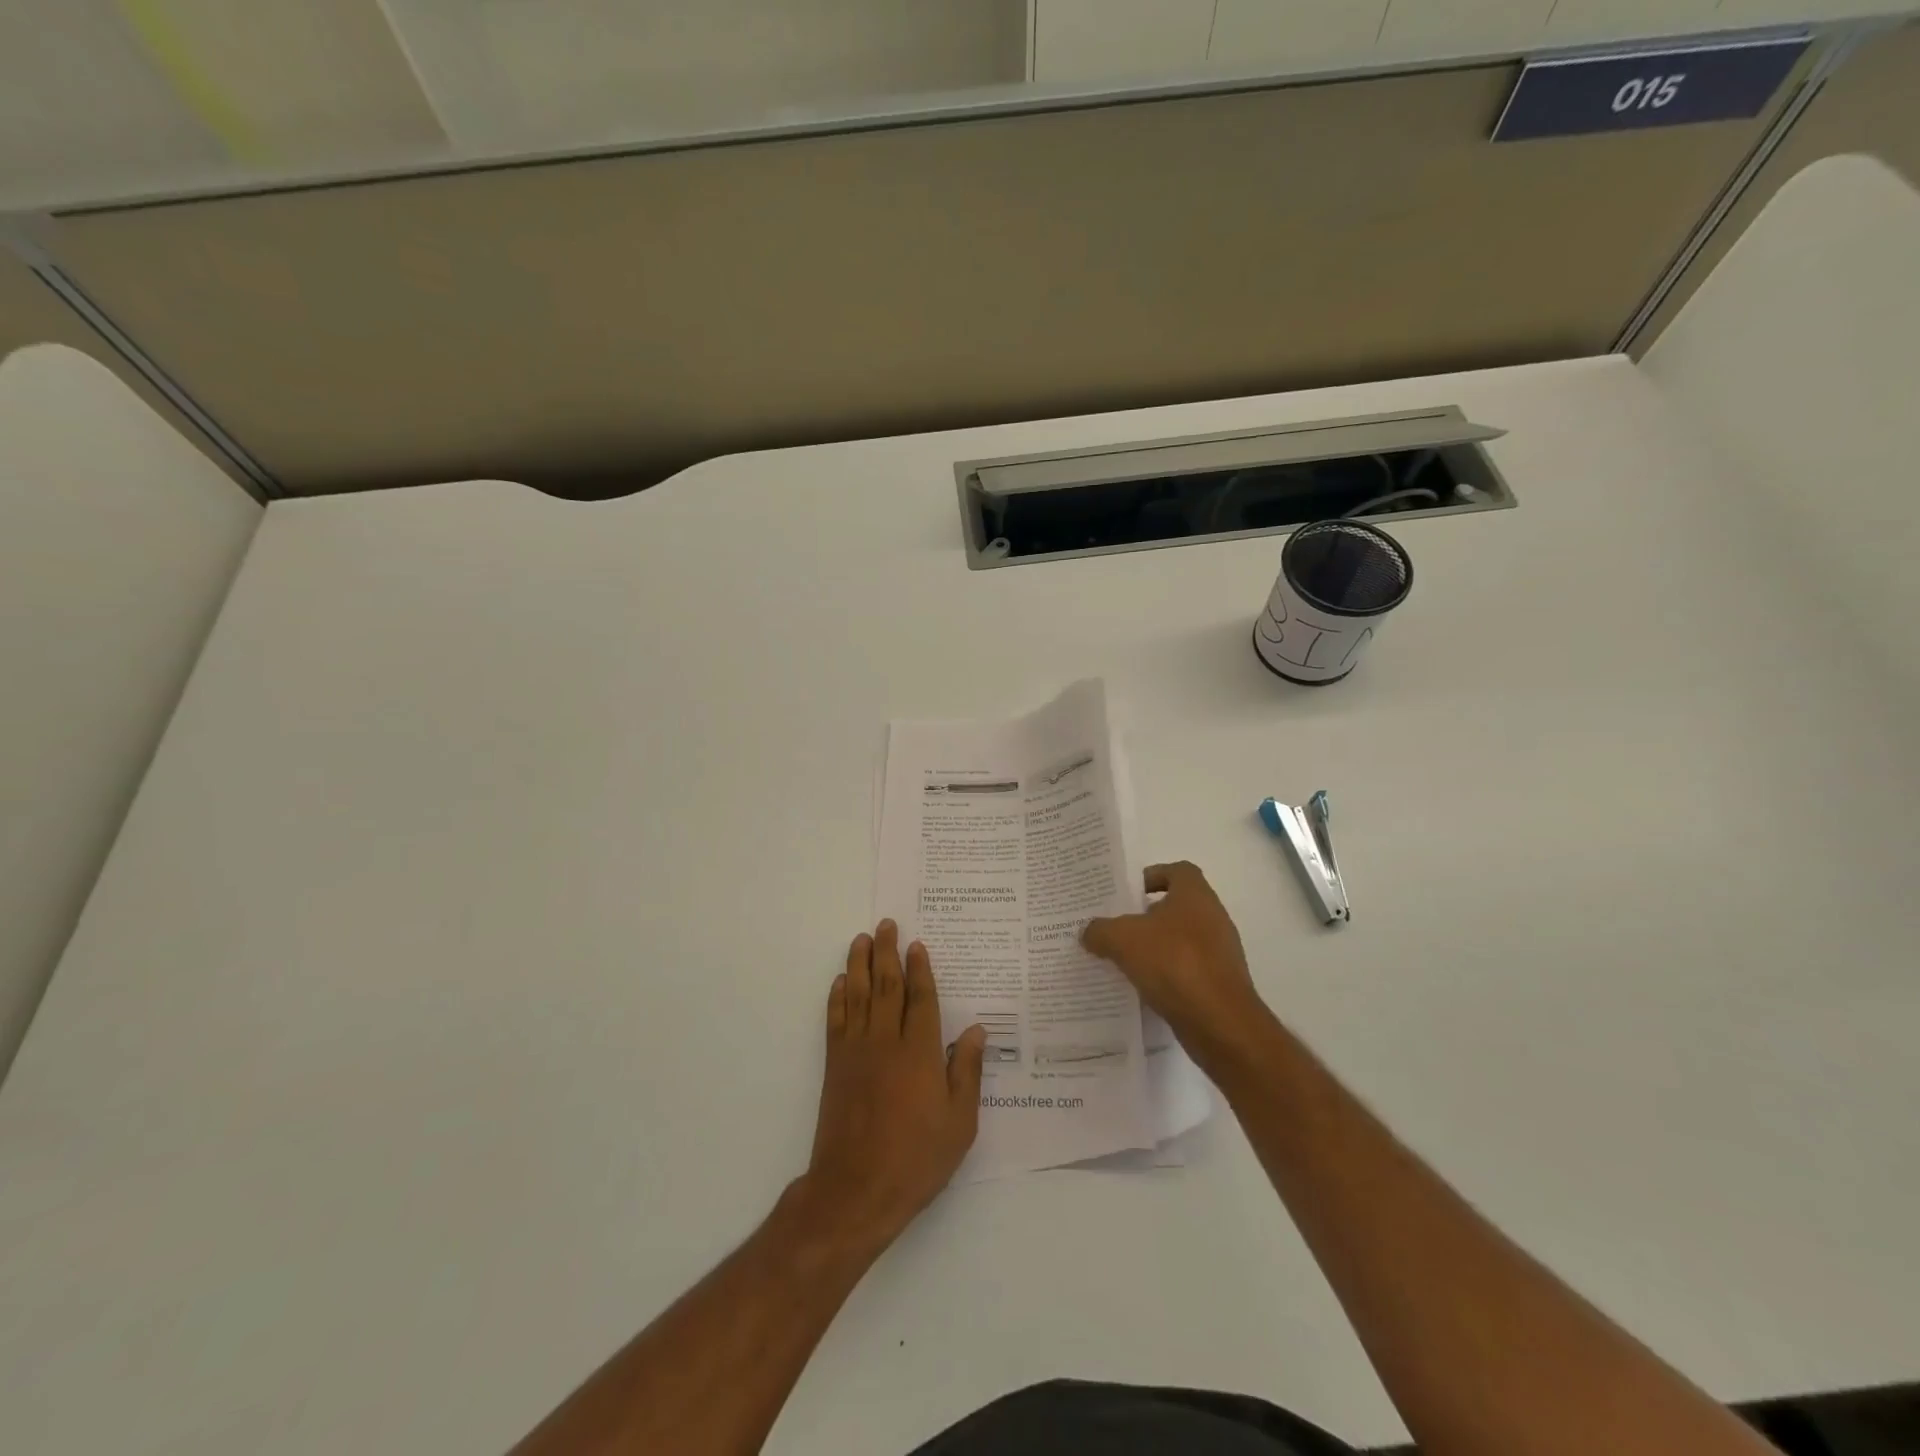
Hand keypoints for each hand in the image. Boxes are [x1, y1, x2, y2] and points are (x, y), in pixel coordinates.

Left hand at [802, 921, 985, 1250]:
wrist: (856, 1190)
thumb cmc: (916, 1159)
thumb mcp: (960, 1123)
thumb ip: (967, 1072)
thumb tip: (975, 1030)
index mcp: (919, 1053)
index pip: (920, 998)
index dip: (920, 969)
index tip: (917, 944)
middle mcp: (886, 1041)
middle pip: (887, 986)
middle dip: (888, 952)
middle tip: (886, 924)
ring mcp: (856, 1051)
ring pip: (858, 995)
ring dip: (860, 964)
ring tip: (862, 939)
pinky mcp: (835, 1066)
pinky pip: (835, 1020)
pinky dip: (837, 997)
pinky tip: (840, 982)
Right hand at [1081, 861, 1271, 1069]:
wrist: (1220, 1022)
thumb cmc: (1174, 963)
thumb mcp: (1123, 940)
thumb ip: (1100, 930)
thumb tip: (1089, 931)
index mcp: (1195, 896)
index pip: (1178, 871)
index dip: (1154, 876)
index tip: (1129, 893)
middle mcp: (1213, 918)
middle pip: (1177, 907)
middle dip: (1147, 916)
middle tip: (1117, 927)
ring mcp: (1220, 953)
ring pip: (1181, 940)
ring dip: (1155, 947)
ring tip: (1123, 960)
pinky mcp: (1220, 984)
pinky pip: (1187, 970)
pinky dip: (1167, 975)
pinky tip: (1143, 988)